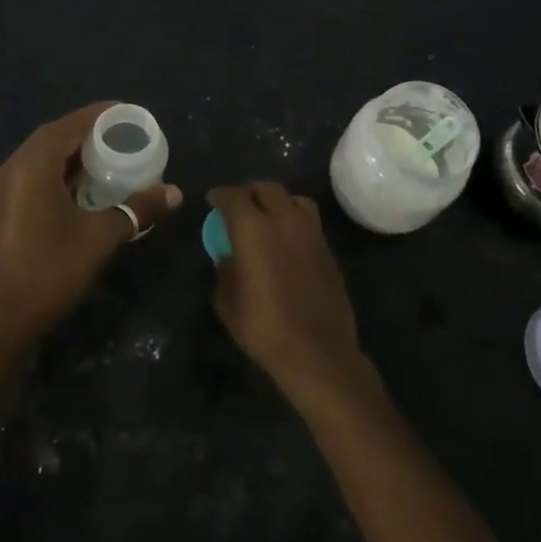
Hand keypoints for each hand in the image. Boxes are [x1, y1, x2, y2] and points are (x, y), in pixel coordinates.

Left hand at [0, 103, 181, 358]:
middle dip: (87, 132)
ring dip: (71, 153)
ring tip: (106, 157)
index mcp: (31, 167)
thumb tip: (175, 192)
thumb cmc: (49, 273)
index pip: (69, 125)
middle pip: (52, 137)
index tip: (128, 113)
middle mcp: (10, 170)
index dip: (99, 115)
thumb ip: (136, 209)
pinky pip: (31, 176)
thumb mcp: (100, 238)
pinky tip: (80, 188)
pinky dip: (57, 172)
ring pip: (39, 158)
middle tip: (122, 135)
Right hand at [209, 182, 366, 404]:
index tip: (212, 201)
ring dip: (277, 201)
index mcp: (253, 229)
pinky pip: (309, 221)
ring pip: (293, 199)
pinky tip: (287, 240)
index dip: (220, 196)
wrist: (318, 352)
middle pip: (266, 188)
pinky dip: (294, 220)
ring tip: (267, 217)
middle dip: (249, 192)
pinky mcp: (328, 249)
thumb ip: (225, 273)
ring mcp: (311, 232)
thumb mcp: (229, 304)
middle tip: (239, 206)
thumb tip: (228, 259)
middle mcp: (284, 220)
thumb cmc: (264, 328)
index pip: (233, 196)